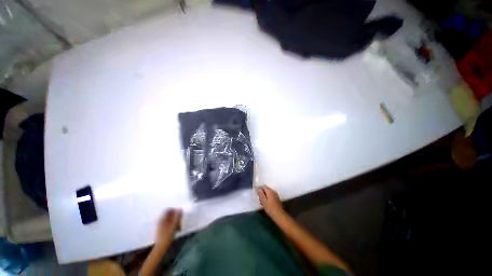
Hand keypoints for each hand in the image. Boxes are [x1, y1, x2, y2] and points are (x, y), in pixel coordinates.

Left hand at [155, 208, 181, 247]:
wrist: (160, 248)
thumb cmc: (167, 236)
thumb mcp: (173, 225)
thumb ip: (177, 216)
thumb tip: (180, 209)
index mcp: (161, 218)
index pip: (168, 209)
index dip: (174, 209)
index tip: (180, 212)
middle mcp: (160, 220)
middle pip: (169, 214)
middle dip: (175, 215)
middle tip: (180, 219)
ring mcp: (160, 225)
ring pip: (169, 219)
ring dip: (175, 220)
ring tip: (179, 226)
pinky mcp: (162, 229)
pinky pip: (168, 223)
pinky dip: (173, 224)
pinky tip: (176, 228)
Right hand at [257, 185, 283, 216]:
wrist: (279, 215)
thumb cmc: (270, 208)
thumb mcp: (264, 201)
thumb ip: (261, 194)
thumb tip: (258, 188)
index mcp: (269, 191)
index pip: (263, 186)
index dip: (259, 188)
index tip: (256, 192)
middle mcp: (273, 191)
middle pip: (266, 188)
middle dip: (262, 191)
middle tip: (258, 197)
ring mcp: (275, 194)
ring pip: (268, 192)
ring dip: (264, 194)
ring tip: (261, 201)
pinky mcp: (276, 198)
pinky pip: (271, 194)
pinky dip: (267, 196)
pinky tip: (266, 202)